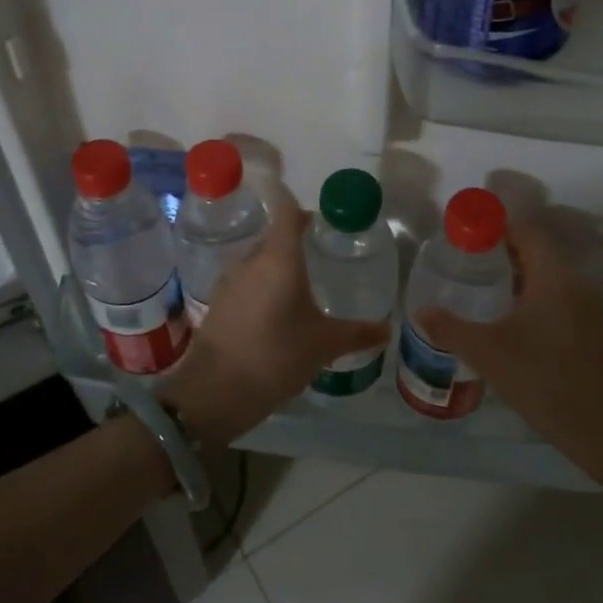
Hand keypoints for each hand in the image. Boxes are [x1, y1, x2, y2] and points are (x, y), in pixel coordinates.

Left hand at [159, 183, 387, 445]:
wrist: (215, 391)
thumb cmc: (277, 356)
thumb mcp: (324, 345)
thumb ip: (358, 333)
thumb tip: (387, 330)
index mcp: (279, 258)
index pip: (288, 212)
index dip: (305, 211)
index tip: (324, 222)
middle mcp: (251, 260)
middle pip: (275, 238)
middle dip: (296, 244)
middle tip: (322, 258)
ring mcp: (229, 281)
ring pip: (258, 262)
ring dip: (277, 269)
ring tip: (302, 288)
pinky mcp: (217, 303)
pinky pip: (245, 283)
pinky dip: (261, 289)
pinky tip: (276, 313)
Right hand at [417, 218, 602, 485]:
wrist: (601, 429)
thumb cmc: (543, 379)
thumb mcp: (487, 353)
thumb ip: (450, 328)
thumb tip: (420, 311)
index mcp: (555, 277)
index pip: (527, 231)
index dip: (497, 227)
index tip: (466, 236)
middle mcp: (576, 283)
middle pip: (538, 251)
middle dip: (502, 251)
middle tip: (466, 261)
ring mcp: (588, 306)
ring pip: (548, 275)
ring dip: (517, 275)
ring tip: (481, 286)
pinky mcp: (591, 328)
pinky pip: (557, 296)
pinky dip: (532, 295)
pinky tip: (508, 317)